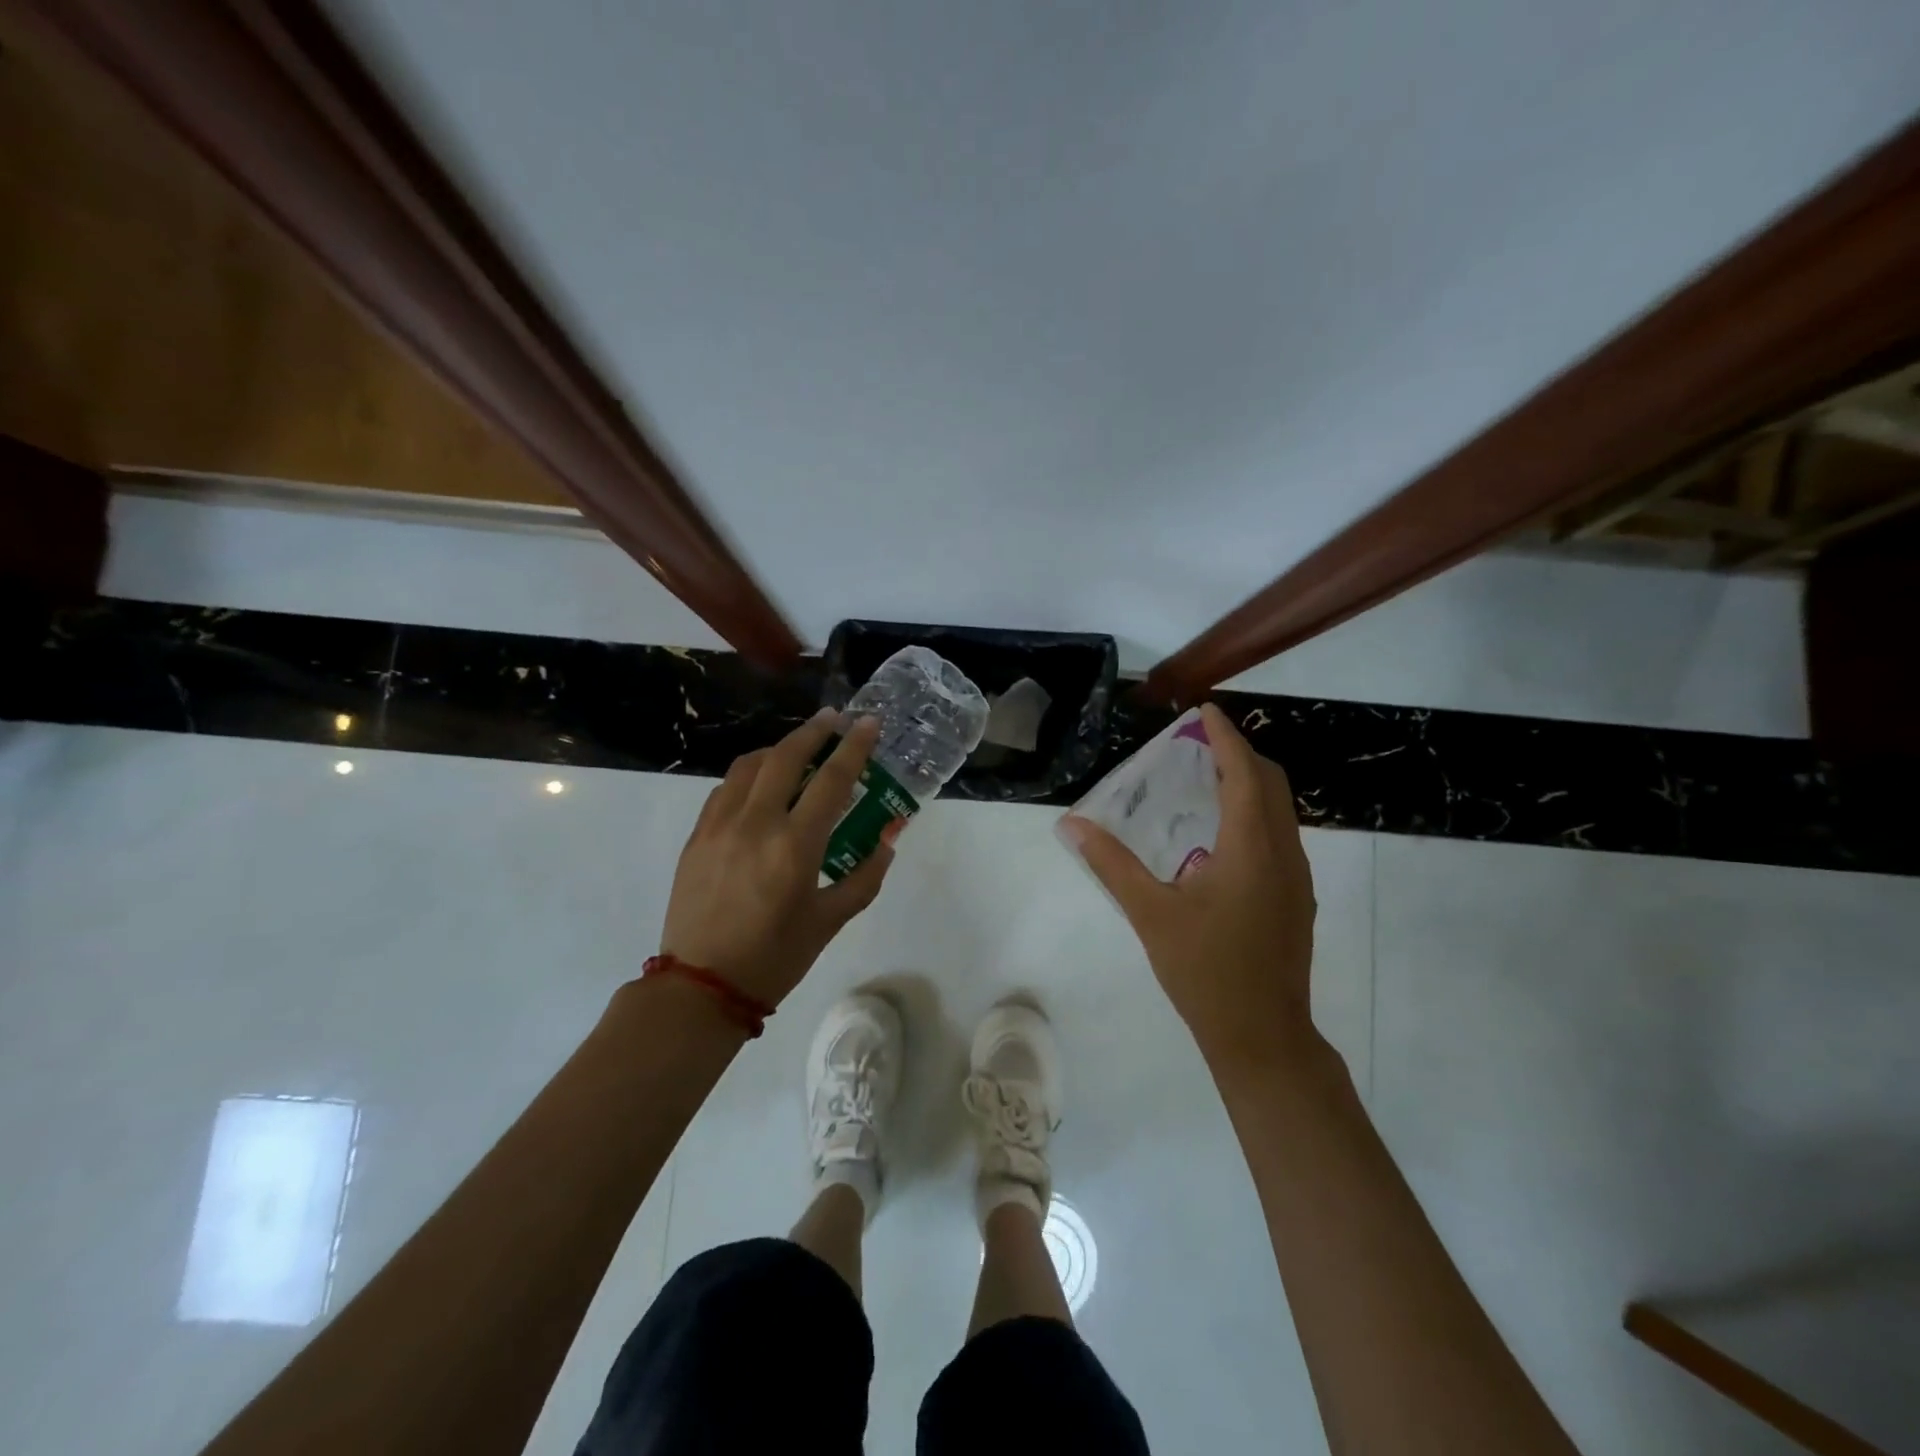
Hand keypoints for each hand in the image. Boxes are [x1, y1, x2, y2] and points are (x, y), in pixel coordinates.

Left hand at [660, 710, 892, 1008]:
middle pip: (785, 756)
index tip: (869, 723)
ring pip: (749, 765)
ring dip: (779, 748)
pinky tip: (761, 785)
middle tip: (836, 719)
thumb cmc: (774, 958)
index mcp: (794, 846)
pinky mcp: (696, 836)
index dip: (854, 747)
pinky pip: (726, 788)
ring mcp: (719, 826)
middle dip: (814, 730)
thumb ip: (865, 875)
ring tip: (799, 749)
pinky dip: (749, 774)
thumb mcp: (830, 921)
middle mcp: (755, 824)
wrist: (701, 988)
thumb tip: (888, 837)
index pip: (831, 780)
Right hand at [1061, 703, 1317, 1076]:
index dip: (1226, 737)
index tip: (1204, 710)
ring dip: (1250, 783)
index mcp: (1251, 848)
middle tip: (1199, 742)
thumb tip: (1072, 825)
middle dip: (1240, 753)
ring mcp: (1296, 877)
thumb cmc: (1205, 971)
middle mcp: (1284, 853)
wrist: (1262, 1036)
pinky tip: (1221, 833)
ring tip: (1207, 777)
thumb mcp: (1151, 914)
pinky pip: (1280, 834)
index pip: (1244, 772)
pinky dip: (1254, 812)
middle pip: (1271, 783)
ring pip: (1281, 809)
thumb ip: (1112, 864)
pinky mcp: (1296, 898)